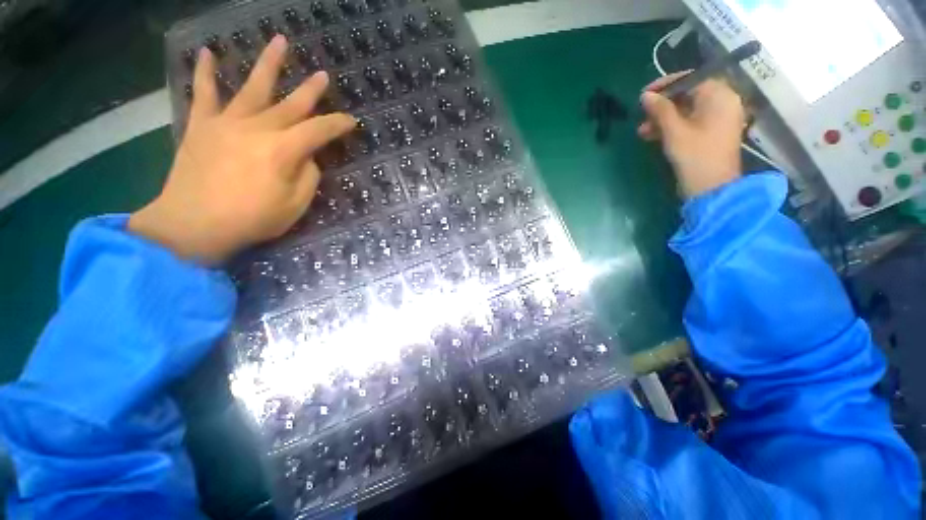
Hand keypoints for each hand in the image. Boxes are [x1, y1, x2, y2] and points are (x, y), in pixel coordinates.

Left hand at [130, 35, 355, 264]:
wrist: (193, 225)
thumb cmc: (252, 219)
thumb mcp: (295, 206)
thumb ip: (308, 177)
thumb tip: (308, 157)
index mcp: (283, 150)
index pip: (319, 130)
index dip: (338, 124)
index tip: (351, 121)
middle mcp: (257, 128)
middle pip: (291, 104)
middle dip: (311, 91)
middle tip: (324, 75)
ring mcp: (226, 122)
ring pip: (252, 87)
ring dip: (268, 64)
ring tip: (280, 42)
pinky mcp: (202, 126)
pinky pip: (204, 94)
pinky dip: (204, 72)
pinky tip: (207, 53)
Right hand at [638, 73, 745, 197]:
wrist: (711, 188)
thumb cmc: (695, 156)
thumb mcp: (674, 131)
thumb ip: (660, 110)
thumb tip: (646, 95)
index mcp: (719, 96)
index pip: (690, 79)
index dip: (665, 85)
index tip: (644, 95)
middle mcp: (722, 102)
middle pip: (687, 95)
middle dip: (662, 106)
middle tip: (641, 116)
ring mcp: (717, 119)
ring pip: (686, 111)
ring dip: (663, 119)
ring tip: (642, 131)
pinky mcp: (710, 133)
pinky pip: (689, 122)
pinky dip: (671, 127)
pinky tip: (652, 136)